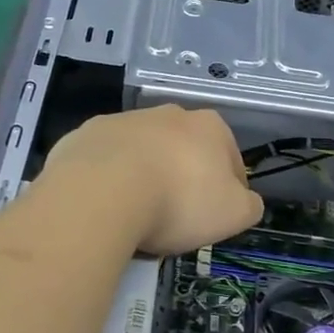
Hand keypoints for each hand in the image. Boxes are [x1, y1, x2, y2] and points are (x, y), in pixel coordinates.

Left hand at [42, 105, 263, 255]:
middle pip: (183, 151)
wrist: (101, 193)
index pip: (230, 158)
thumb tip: (246, 200)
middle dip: (183, 178)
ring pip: (141, 153)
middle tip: (176, 218)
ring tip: (136, 217)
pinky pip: (103, 163)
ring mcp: (121, 121)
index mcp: (208, 125)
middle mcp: (165, 113)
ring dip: (143, 177)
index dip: (229, 190)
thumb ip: (249, 205)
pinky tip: (104, 207)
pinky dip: (106, 181)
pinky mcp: (84, 136)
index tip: (216, 217)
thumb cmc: (179, 201)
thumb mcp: (234, 214)